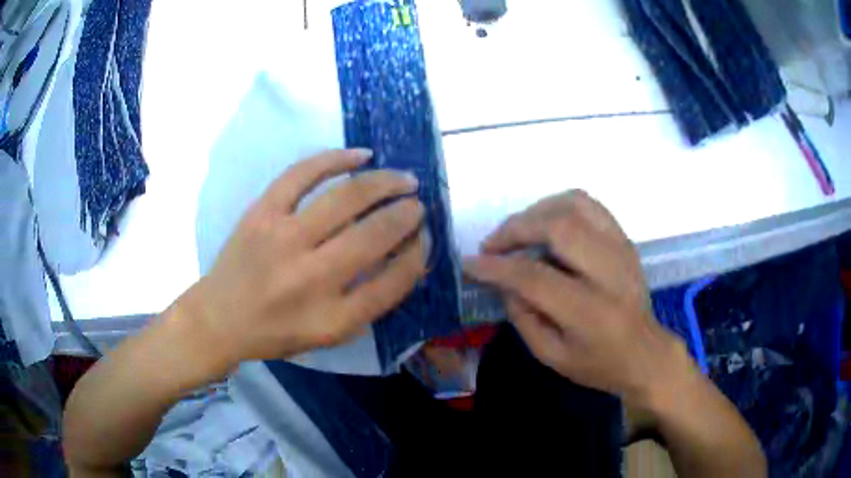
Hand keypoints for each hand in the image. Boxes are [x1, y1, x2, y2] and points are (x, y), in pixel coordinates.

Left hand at [181, 149, 425, 373]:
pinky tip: (362, 155)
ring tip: (405, 179)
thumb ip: (368, 302)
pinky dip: (336, 158)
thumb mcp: (329, 335)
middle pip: (375, 235)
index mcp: (332, 318)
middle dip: (407, 215)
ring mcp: (283, 239)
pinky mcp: (262, 212)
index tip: (424, 239)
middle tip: (418, 205)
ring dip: (385, 183)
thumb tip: (404, 255)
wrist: (219, 317)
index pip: (393, 282)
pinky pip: (303, 174)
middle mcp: (311, 278)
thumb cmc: (277, 332)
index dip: (417, 255)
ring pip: (346, 198)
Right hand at [463, 191, 683, 404]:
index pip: (535, 278)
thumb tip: (502, 280)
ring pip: (574, 205)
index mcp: (590, 313)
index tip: (470, 264)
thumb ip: (522, 317)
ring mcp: (621, 249)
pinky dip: (559, 205)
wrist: (645, 353)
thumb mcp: (552, 356)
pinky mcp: (624, 239)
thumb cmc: (598, 364)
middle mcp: (609, 273)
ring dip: (536, 211)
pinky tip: (545, 221)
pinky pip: (589, 205)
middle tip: (492, 244)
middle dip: (515, 229)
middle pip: (558, 227)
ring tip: (516, 230)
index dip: (496, 268)